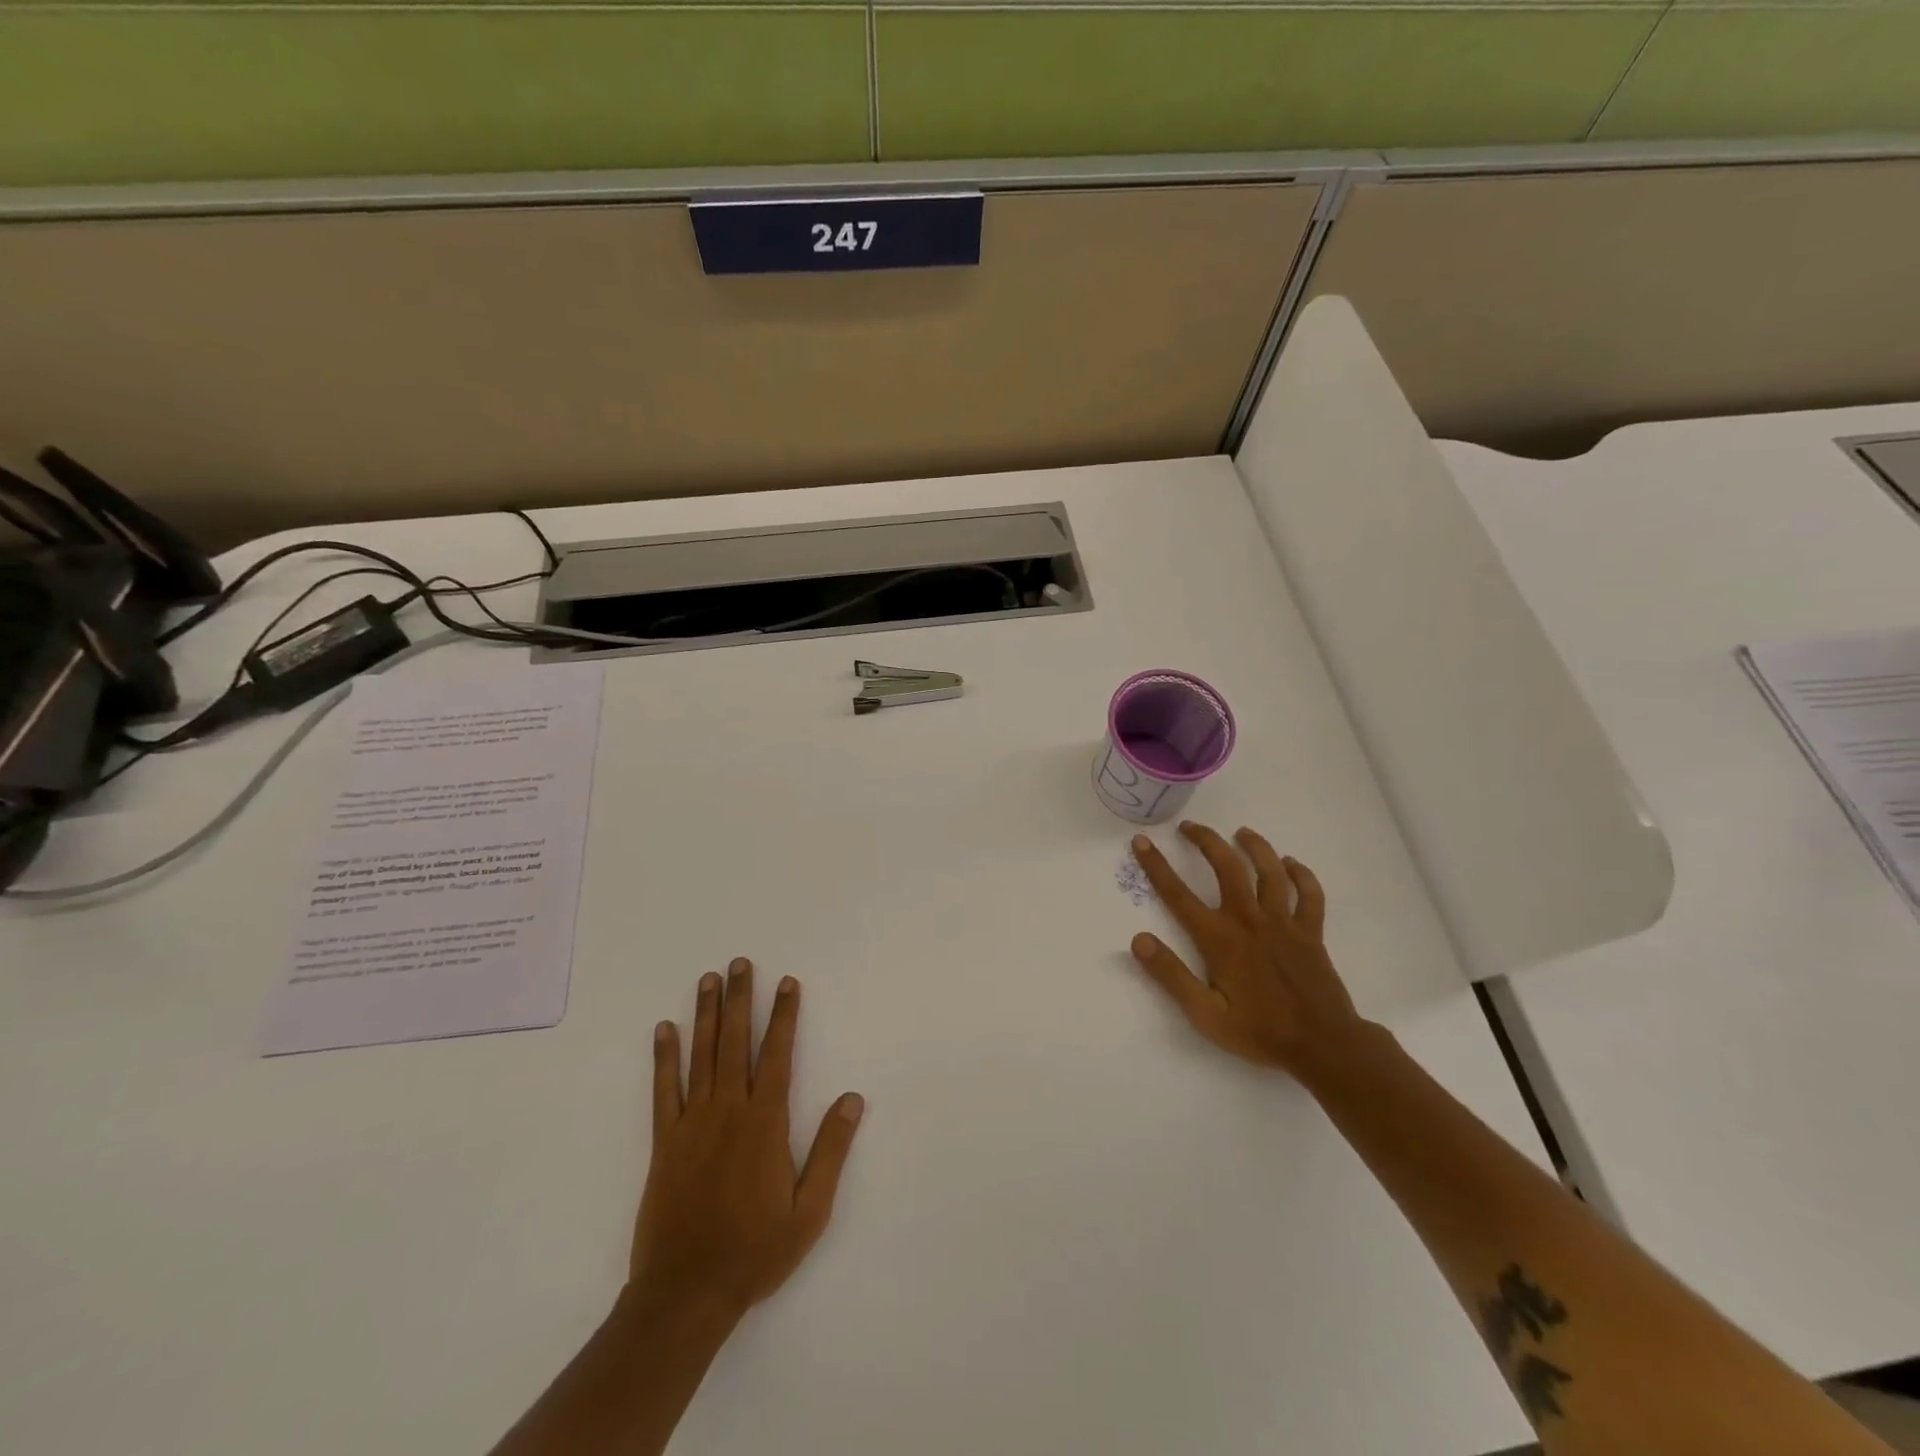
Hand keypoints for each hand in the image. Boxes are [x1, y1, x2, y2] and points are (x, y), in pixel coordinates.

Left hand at [631, 959, 864, 1319]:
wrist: (686, 1294)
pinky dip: (663, 1058)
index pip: (777, 1055)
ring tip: (708, 979)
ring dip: (706, 1015)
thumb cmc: (755, 1251)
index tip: (787, 982)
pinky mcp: (665, 1142)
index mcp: (765, 1123)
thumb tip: (853, 1099)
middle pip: (736, 1043)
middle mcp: (728, 1111)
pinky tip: (664, 1030)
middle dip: (740, 999)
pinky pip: (663, 1090)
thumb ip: (831, 1150)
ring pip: (701, 1056)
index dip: (784, 1016)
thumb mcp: (809, 1210)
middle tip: (739, 962)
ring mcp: (692, 1124)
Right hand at [1126, 822, 1367, 1079]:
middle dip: (1205, 840)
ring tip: (1240, 832)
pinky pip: (1309, 894)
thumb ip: (1171, 975)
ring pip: (1270, 871)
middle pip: (1227, 867)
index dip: (1157, 865)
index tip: (1142, 842)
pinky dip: (1301, 875)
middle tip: (1189, 826)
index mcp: (1220, 938)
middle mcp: (1250, 920)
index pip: (1179, 894)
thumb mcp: (1205, 1014)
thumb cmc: (1259, 1032)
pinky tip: (1291, 864)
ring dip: (1254, 846)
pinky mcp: (1311, 932)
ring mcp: (1284, 923)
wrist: (1323, 1047)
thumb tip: (1138, 940)